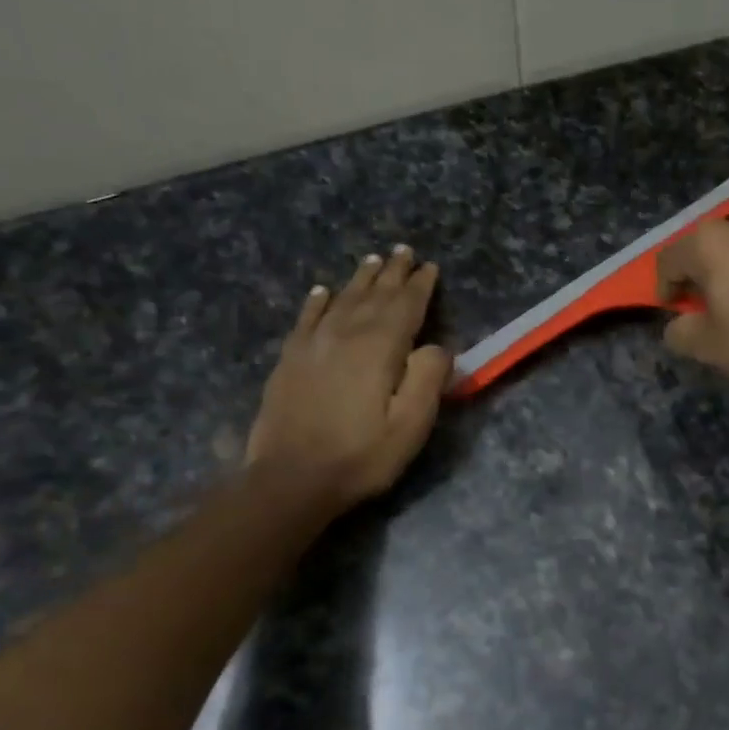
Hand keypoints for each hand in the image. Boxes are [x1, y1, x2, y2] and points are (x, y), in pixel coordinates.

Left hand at [246, 245, 450, 510]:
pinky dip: (318, 301)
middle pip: (374, 295)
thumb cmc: (361, 456)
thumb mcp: (411, 425)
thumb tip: (437, 346)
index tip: (430, 266)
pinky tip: (322, 291)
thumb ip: (428, 378)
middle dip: (392, 272)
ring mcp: (313, 345)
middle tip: (403, 250)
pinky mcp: (290, 360)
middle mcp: (345, 335)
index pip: (405, 306)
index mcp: (380, 348)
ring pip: (342, 300)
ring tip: (372, 260)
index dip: (419, 285)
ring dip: (360, 279)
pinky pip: (307, 318)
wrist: (291, 479)